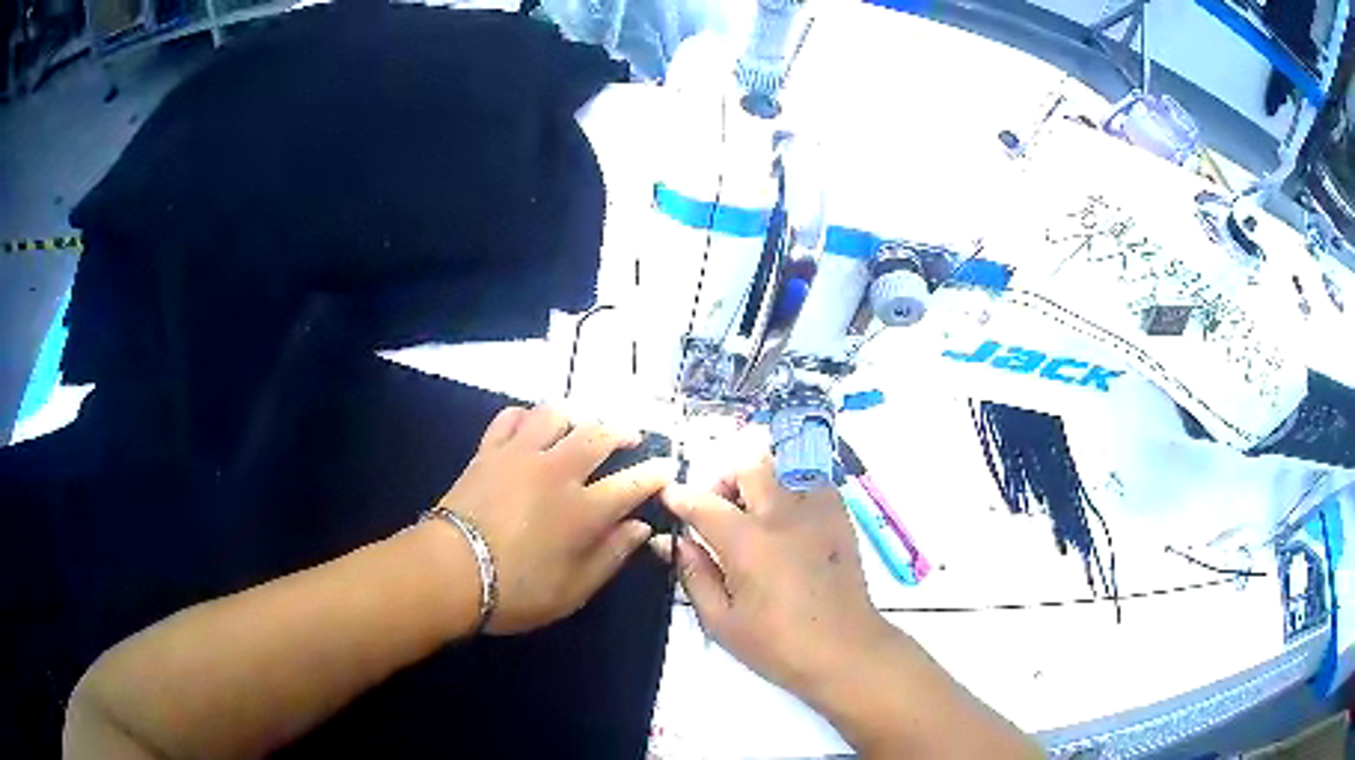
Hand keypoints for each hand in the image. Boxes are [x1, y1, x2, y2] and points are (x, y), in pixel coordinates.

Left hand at [436, 405, 674, 634]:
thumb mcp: (573, 591)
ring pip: (555, 415)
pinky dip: (527, 416)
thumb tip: (640, 528)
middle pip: (597, 436)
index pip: (631, 484)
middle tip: (632, 437)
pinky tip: (532, 426)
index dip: (655, 474)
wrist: (449, 571)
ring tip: (582, 427)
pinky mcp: (488, 451)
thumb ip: (610, 556)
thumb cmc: (515, 591)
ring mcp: (519, 455)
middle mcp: (556, 472)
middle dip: (622, 432)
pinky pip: (510, 417)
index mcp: (582, 511)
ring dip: (576, 417)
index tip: (669, 466)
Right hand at [654, 457, 895, 701]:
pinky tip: (789, 520)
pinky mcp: (840, 517)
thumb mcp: (721, 621)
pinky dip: (794, 488)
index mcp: (747, 543)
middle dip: (724, 478)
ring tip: (756, 513)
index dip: (680, 497)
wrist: (845, 651)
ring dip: (761, 480)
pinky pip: (813, 482)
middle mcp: (782, 515)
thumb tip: (674, 542)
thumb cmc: (777, 645)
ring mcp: (817, 512)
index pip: (704, 503)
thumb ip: (694, 575)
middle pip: (749, 465)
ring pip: (784, 466)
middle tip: (718, 509)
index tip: (670, 499)